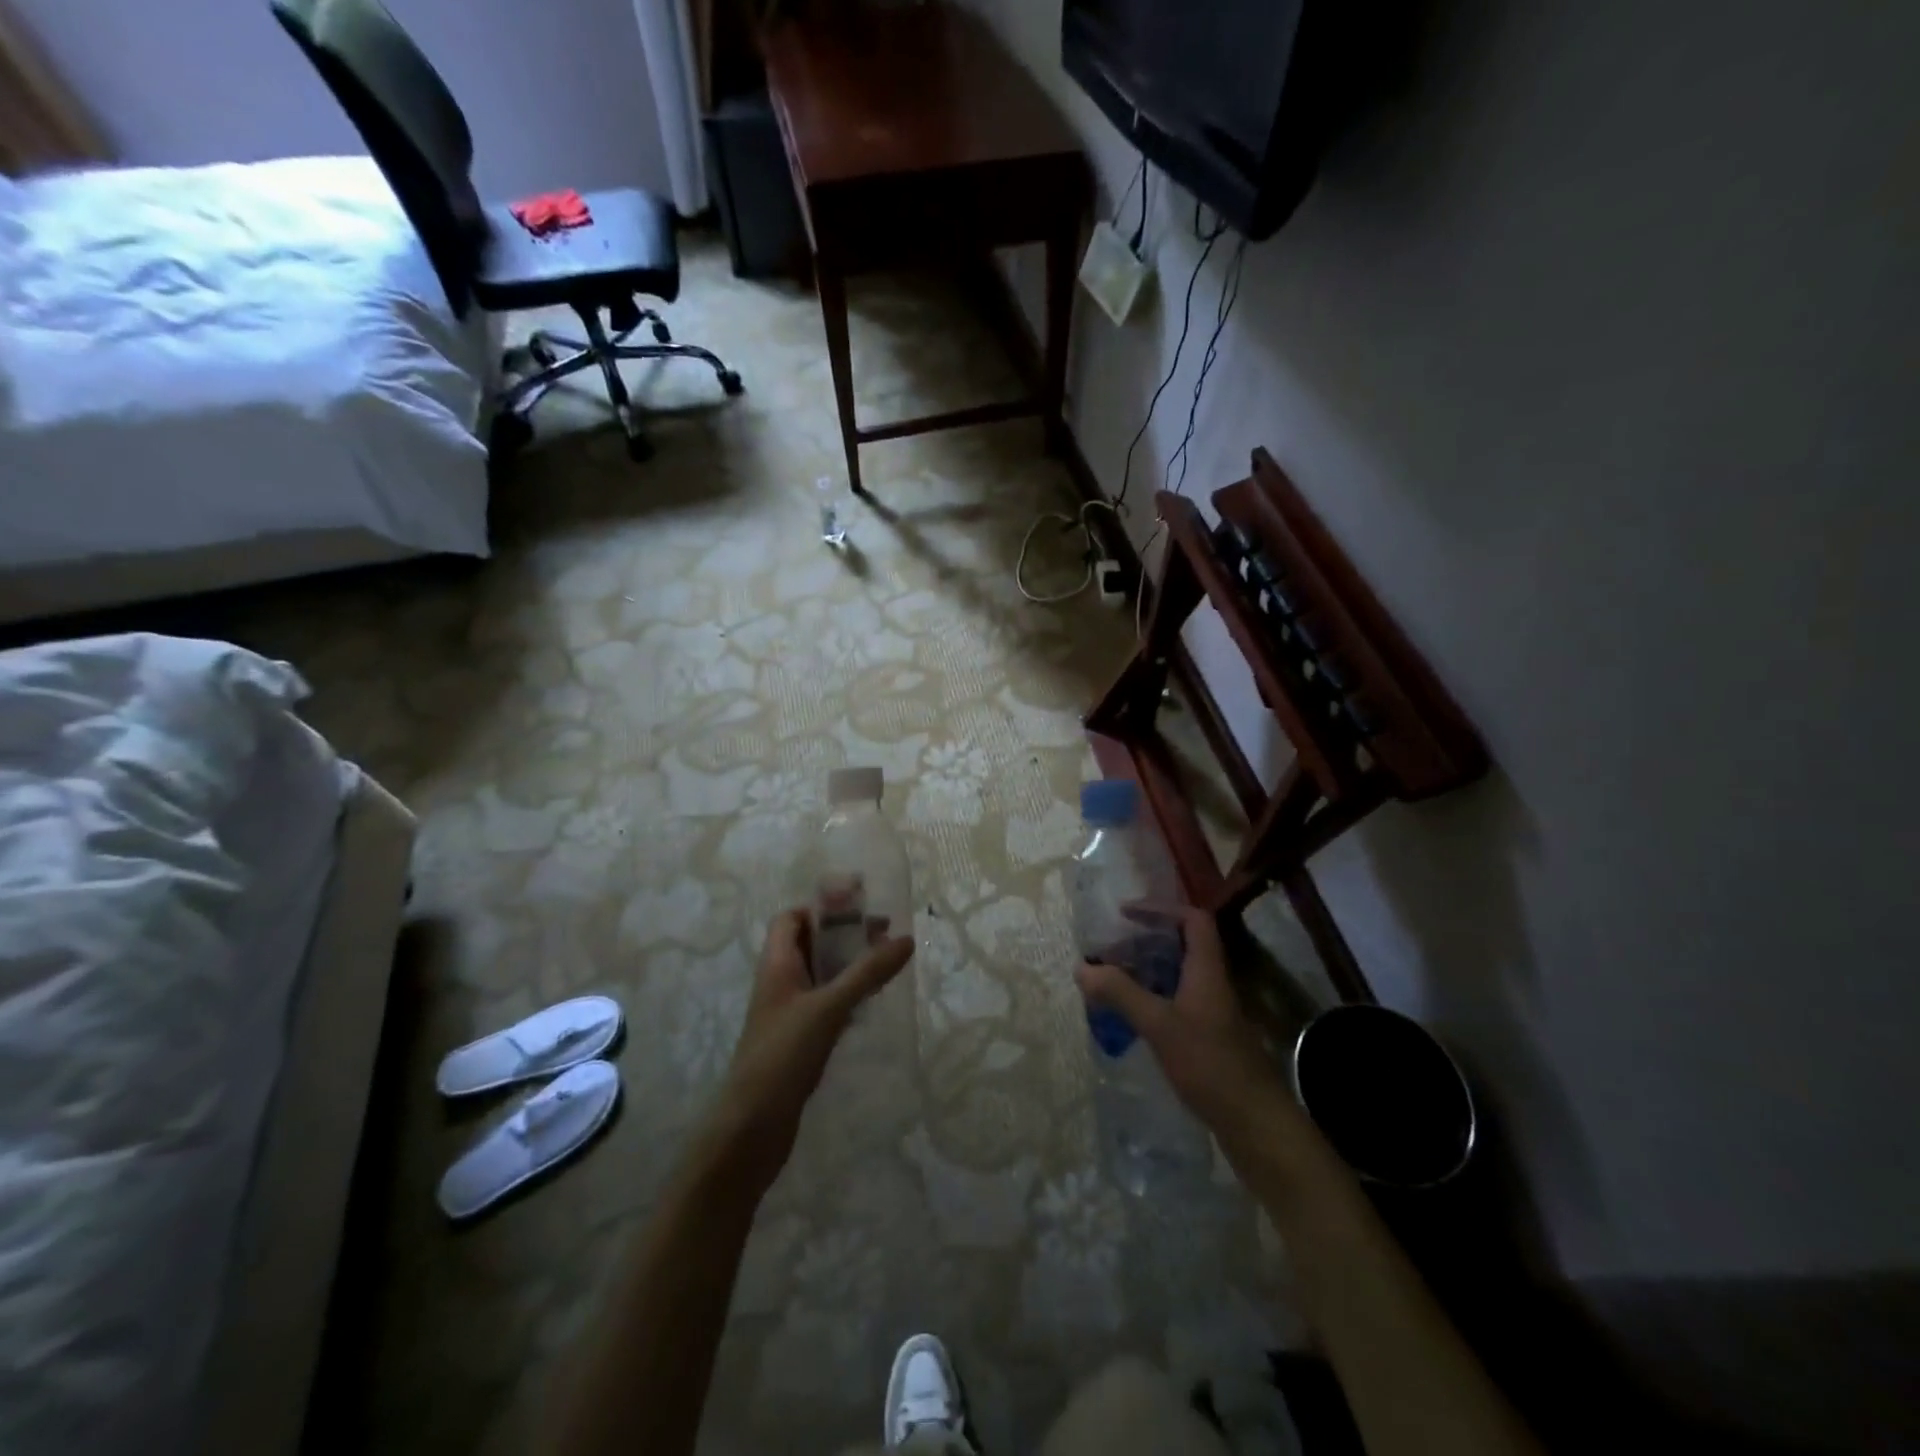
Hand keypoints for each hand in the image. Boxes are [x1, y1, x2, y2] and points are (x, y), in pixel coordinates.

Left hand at [709, 908, 914, 1194]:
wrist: (751, 1129)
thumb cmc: (783, 1056)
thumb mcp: (829, 1008)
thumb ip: (867, 973)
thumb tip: (906, 938)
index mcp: (776, 965)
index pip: (791, 919)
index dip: (820, 908)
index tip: (858, 907)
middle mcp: (780, 983)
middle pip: (810, 944)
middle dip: (844, 934)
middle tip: (884, 934)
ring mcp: (789, 1014)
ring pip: (821, 976)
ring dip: (849, 965)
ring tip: (886, 963)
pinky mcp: (799, 1041)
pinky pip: (826, 1005)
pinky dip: (848, 995)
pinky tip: (871, 1003)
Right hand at [1075, 907, 1300, 1170]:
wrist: (1256, 1124)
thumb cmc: (1210, 1065)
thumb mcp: (1159, 1025)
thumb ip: (1121, 994)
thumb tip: (1082, 967)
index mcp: (1206, 971)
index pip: (1192, 920)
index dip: (1160, 909)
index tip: (1125, 914)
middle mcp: (1212, 984)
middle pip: (1182, 946)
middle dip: (1144, 941)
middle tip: (1110, 949)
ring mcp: (1212, 1012)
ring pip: (1177, 976)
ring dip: (1146, 971)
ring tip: (1111, 979)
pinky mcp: (1209, 1038)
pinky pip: (1176, 1002)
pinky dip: (1152, 999)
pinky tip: (1130, 1017)